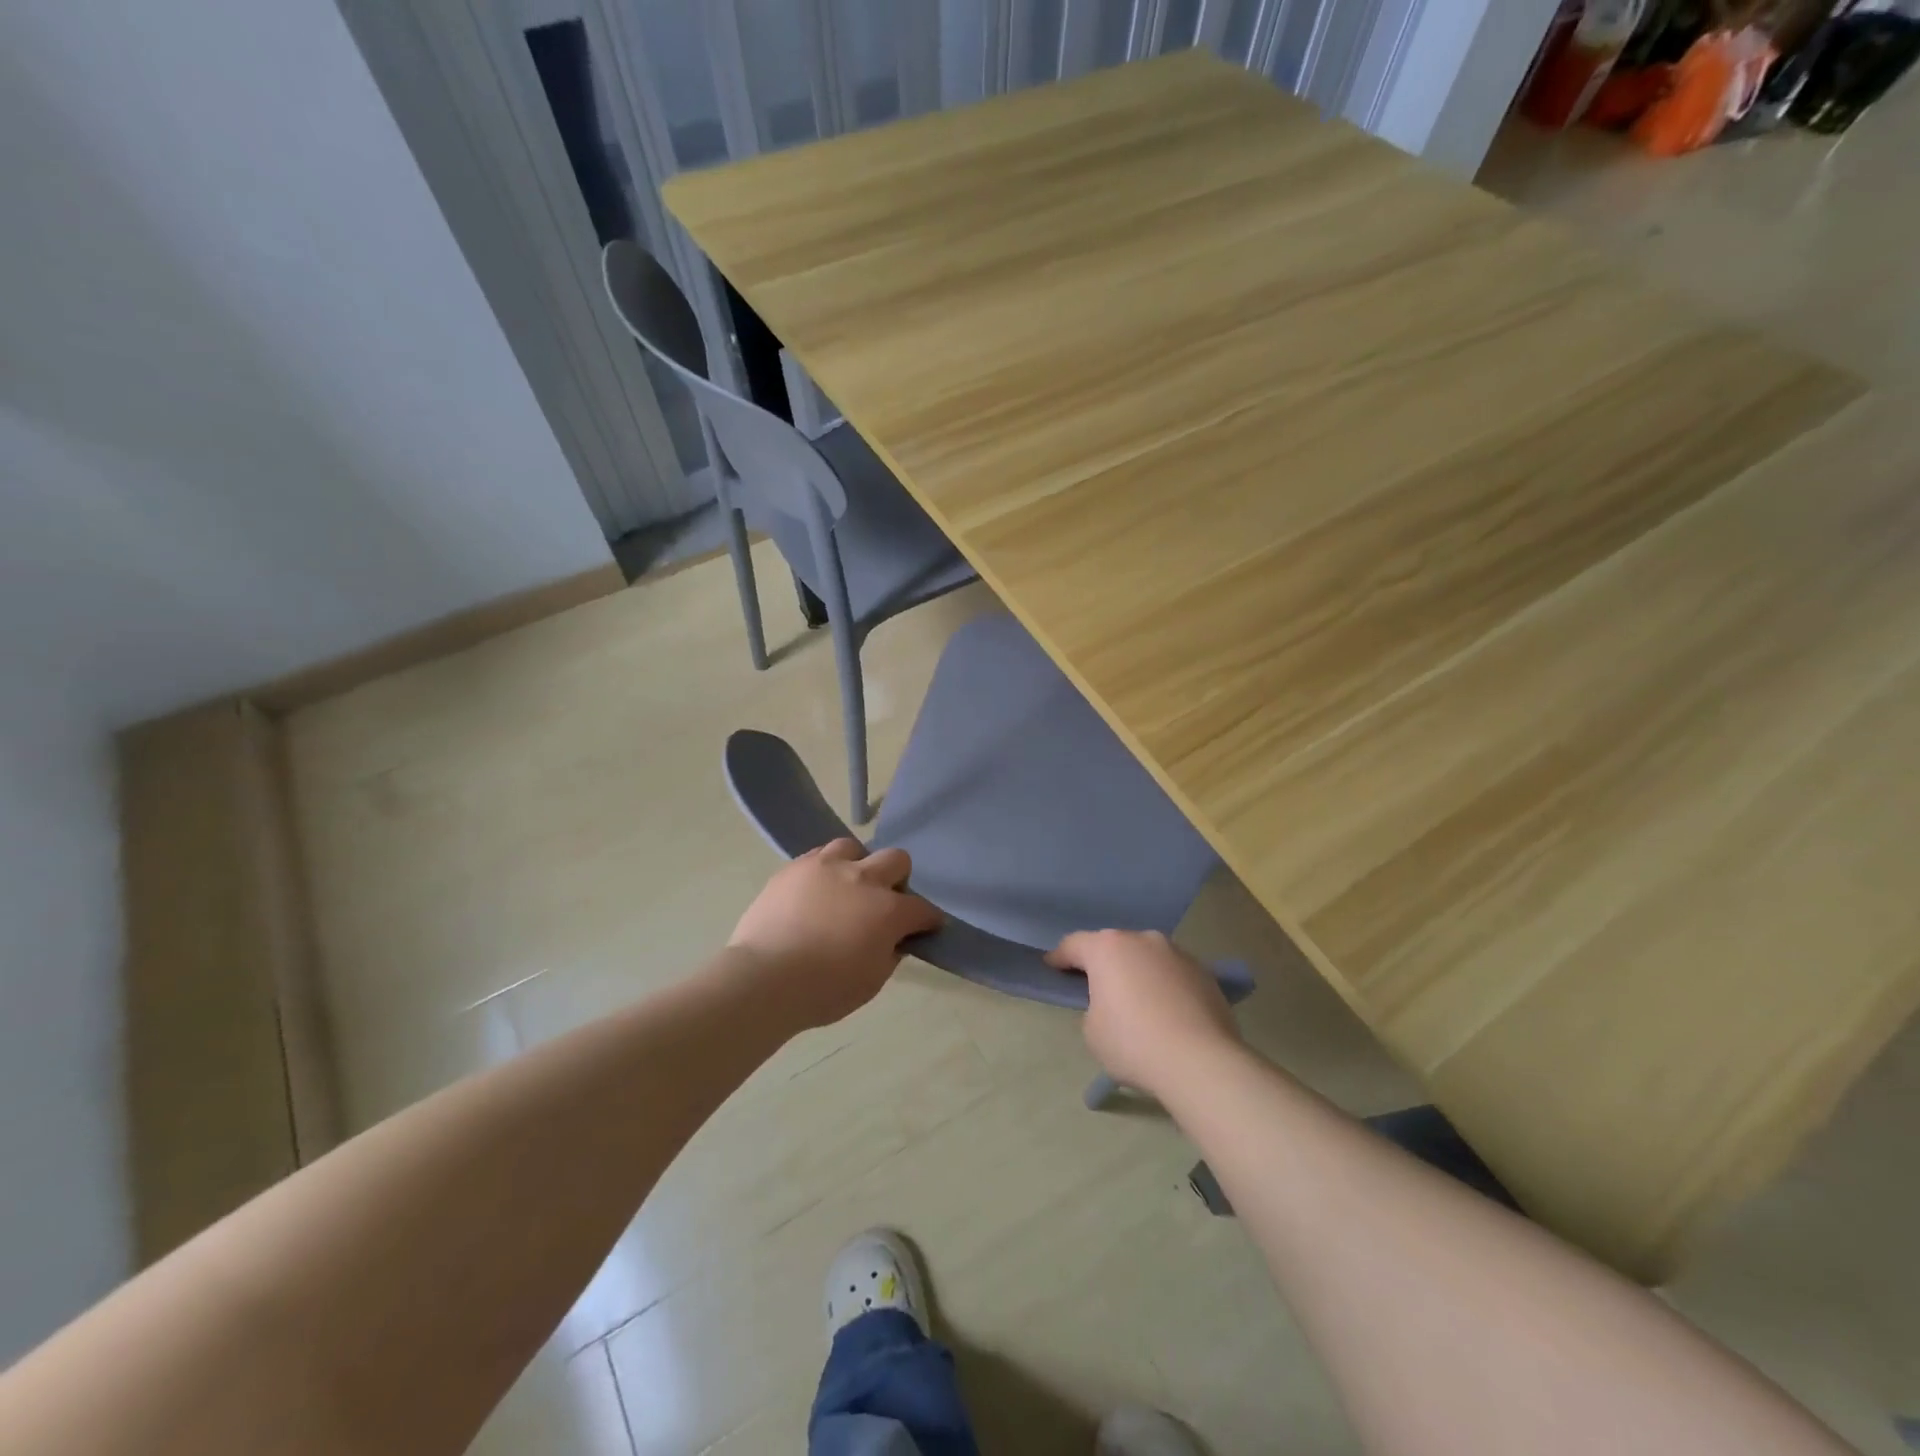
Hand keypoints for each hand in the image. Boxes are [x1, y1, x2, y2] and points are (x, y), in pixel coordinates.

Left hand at [727, 839, 941, 1029]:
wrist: (764, 978)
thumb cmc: (823, 991)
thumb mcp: (871, 982)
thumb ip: (889, 954)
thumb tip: (893, 940)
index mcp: (888, 911)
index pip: (922, 909)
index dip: (928, 920)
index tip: (926, 928)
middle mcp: (863, 878)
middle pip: (896, 860)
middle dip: (898, 879)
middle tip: (885, 901)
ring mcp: (826, 867)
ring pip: (854, 847)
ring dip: (858, 864)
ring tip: (847, 886)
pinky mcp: (795, 867)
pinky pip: (818, 855)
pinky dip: (826, 869)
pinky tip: (817, 889)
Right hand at [1045, 930, 1240, 1099]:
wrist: (1201, 1062)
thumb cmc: (1134, 1044)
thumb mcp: (1092, 1031)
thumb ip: (1094, 1006)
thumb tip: (1113, 1004)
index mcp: (1108, 948)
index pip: (1074, 944)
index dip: (1060, 957)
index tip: (1052, 967)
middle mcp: (1142, 939)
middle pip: (1113, 945)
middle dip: (1103, 962)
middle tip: (1096, 986)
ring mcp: (1176, 952)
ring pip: (1146, 956)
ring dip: (1137, 971)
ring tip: (1137, 1000)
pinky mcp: (1204, 971)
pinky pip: (1172, 973)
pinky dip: (1164, 984)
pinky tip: (1167, 1011)